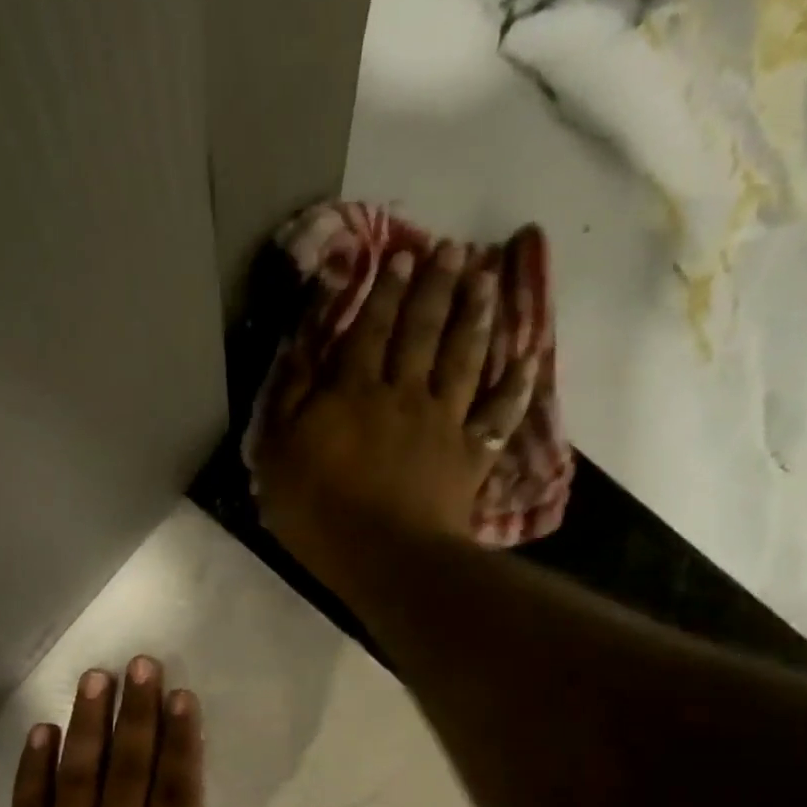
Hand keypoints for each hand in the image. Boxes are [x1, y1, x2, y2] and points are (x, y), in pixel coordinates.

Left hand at [0, 656, 334, 806]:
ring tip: (96, 678)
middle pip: (129, 768)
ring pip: (80, 774)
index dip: (182, 742)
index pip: (177, 792)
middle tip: (140, 663)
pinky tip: (40, 730)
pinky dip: (33, 767)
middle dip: (137, 712)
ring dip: (89, 723)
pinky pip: (30, 805)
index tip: (182, 696)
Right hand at [253, 243, 539, 574]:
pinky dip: (516, 388)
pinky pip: (498, 416)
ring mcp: (443, 424)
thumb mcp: (277, 456)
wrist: (384, 556)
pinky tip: (530, 359)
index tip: (399, 257)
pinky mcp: (470, 457)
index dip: (383, 293)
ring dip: (476, 318)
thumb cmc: (319, 512)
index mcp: (353, 393)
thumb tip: (299, 345)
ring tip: (486, 282)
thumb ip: (287, 398)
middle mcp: (403, 395)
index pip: (369, 331)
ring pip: (464, 360)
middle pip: (422, 333)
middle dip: (434, 288)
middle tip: (450, 250)